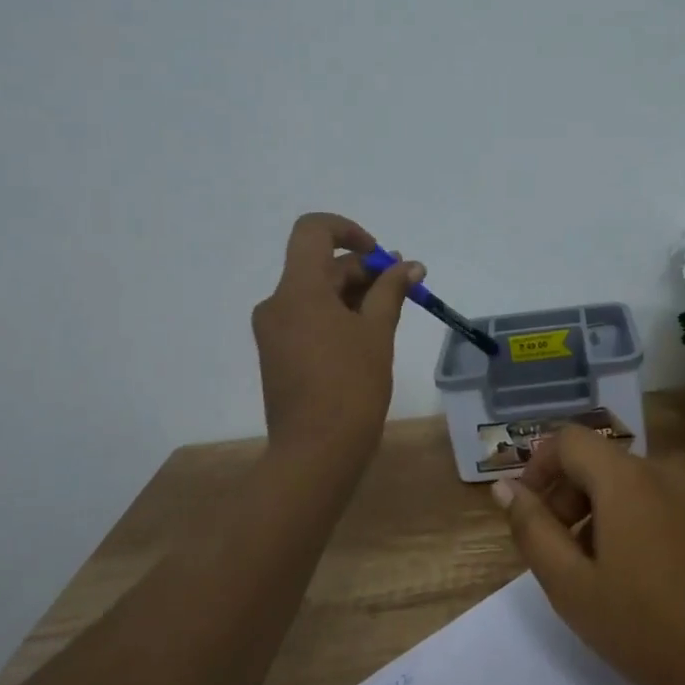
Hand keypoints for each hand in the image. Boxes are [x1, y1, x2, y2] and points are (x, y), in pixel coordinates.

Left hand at [251, 213, 420, 476]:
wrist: (315, 453)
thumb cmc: (351, 387)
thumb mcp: (378, 333)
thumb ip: (391, 291)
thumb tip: (409, 265)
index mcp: (298, 290)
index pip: (313, 231)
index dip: (348, 230)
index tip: (379, 254)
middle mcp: (277, 303)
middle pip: (320, 266)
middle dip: (364, 269)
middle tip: (405, 284)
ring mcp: (274, 331)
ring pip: (316, 294)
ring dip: (354, 293)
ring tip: (393, 309)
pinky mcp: (278, 354)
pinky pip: (309, 318)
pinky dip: (338, 316)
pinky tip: (369, 332)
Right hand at [495, 426, 684, 684]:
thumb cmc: (646, 630)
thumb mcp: (571, 585)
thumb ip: (532, 528)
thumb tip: (506, 487)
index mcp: (627, 477)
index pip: (568, 440)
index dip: (539, 467)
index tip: (529, 511)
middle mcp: (666, 471)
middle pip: (601, 462)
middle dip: (570, 495)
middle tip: (561, 551)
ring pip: (635, 484)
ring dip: (605, 512)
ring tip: (602, 570)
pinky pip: (668, 503)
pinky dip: (642, 522)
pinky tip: (648, 577)